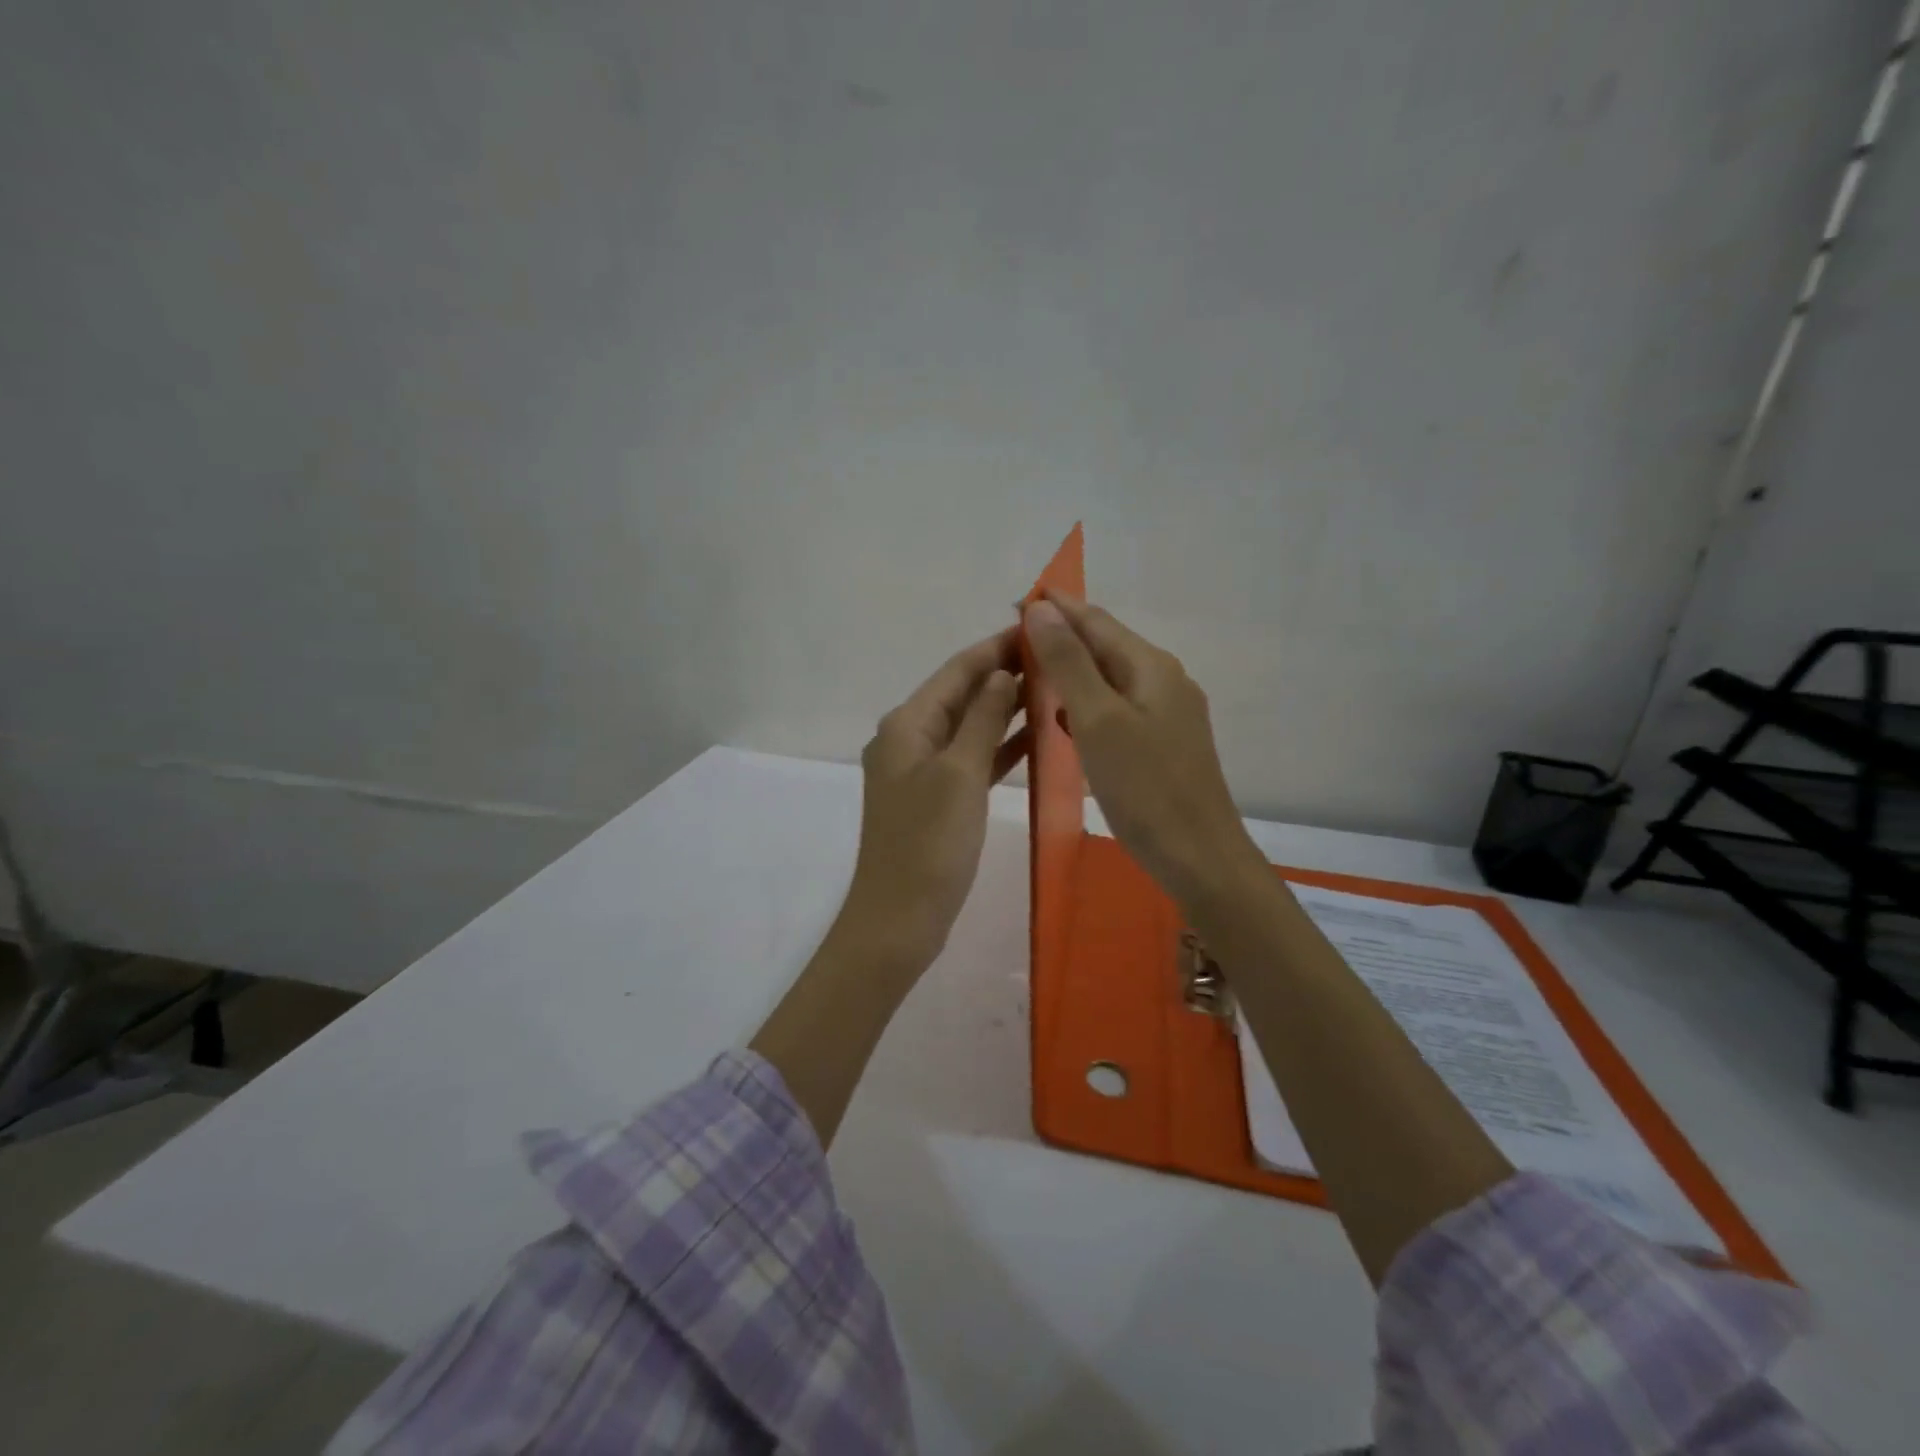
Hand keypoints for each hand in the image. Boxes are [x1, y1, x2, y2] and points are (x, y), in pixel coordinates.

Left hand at [838, 626, 1028, 970]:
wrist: (899, 919)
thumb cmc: (929, 844)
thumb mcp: (960, 774)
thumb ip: (982, 719)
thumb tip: (1001, 673)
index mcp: (907, 724)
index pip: (957, 670)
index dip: (996, 647)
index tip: (1037, 626)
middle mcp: (910, 739)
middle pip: (962, 694)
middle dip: (1003, 673)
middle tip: (1056, 656)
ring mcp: (923, 770)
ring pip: (970, 726)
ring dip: (1005, 708)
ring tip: (1054, 689)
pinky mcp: (937, 798)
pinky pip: (972, 759)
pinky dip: (999, 746)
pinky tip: (1035, 739)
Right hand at [1023, 592, 1263, 909]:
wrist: (1199, 857)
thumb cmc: (1145, 788)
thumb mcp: (1098, 720)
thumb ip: (1069, 663)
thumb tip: (1042, 609)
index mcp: (1151, 666)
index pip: (1095, 620)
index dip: (1055, 608)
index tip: (1014, 602)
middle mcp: (1164, 680)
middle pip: (1105, 646)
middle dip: (1061, 637)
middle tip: (1013, 642)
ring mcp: (1168, 713)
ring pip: (1110, 679)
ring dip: (1072, 672)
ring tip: (1031, 676)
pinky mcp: (1163, 744)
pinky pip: (1117, 709)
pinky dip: (1086, 705)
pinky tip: (1066, 721)